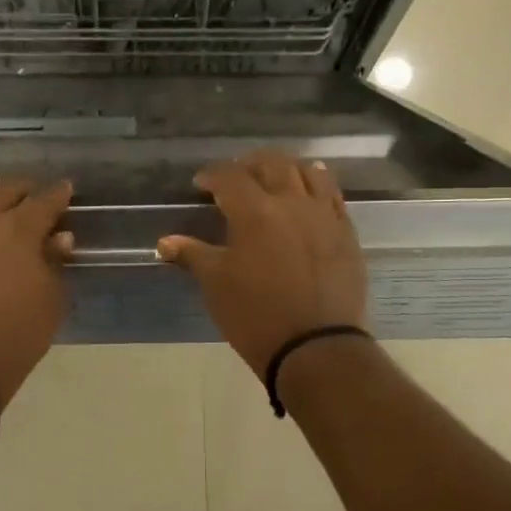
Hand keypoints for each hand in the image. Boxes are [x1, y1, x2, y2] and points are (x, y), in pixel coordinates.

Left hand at [0, 177, 74, 407]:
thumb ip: (55, 262)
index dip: (58, 194)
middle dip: (24, 189)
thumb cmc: (16, 334)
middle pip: (6, 192)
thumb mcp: (50, 300)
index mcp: (21, 231)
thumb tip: (60, 236)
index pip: (44, 202)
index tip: (66, 189)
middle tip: (32, 195)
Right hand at [155, 152, 367, 378]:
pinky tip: (309, 193)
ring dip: (287, 168)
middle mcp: (291, 203)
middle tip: (237, 175)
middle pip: (272, 163)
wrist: (316, 347)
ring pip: (308, 172)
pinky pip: (332, 195)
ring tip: (275, 177)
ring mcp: (323, 216)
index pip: (230, 176)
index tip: (201, 184)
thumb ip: (192, 255)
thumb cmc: (256, 316)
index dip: (212, 175)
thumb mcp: (216, 285)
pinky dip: (317, 185)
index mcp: (254, 212)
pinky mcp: (346, 233)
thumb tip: (164, 242)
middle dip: (250, 163)